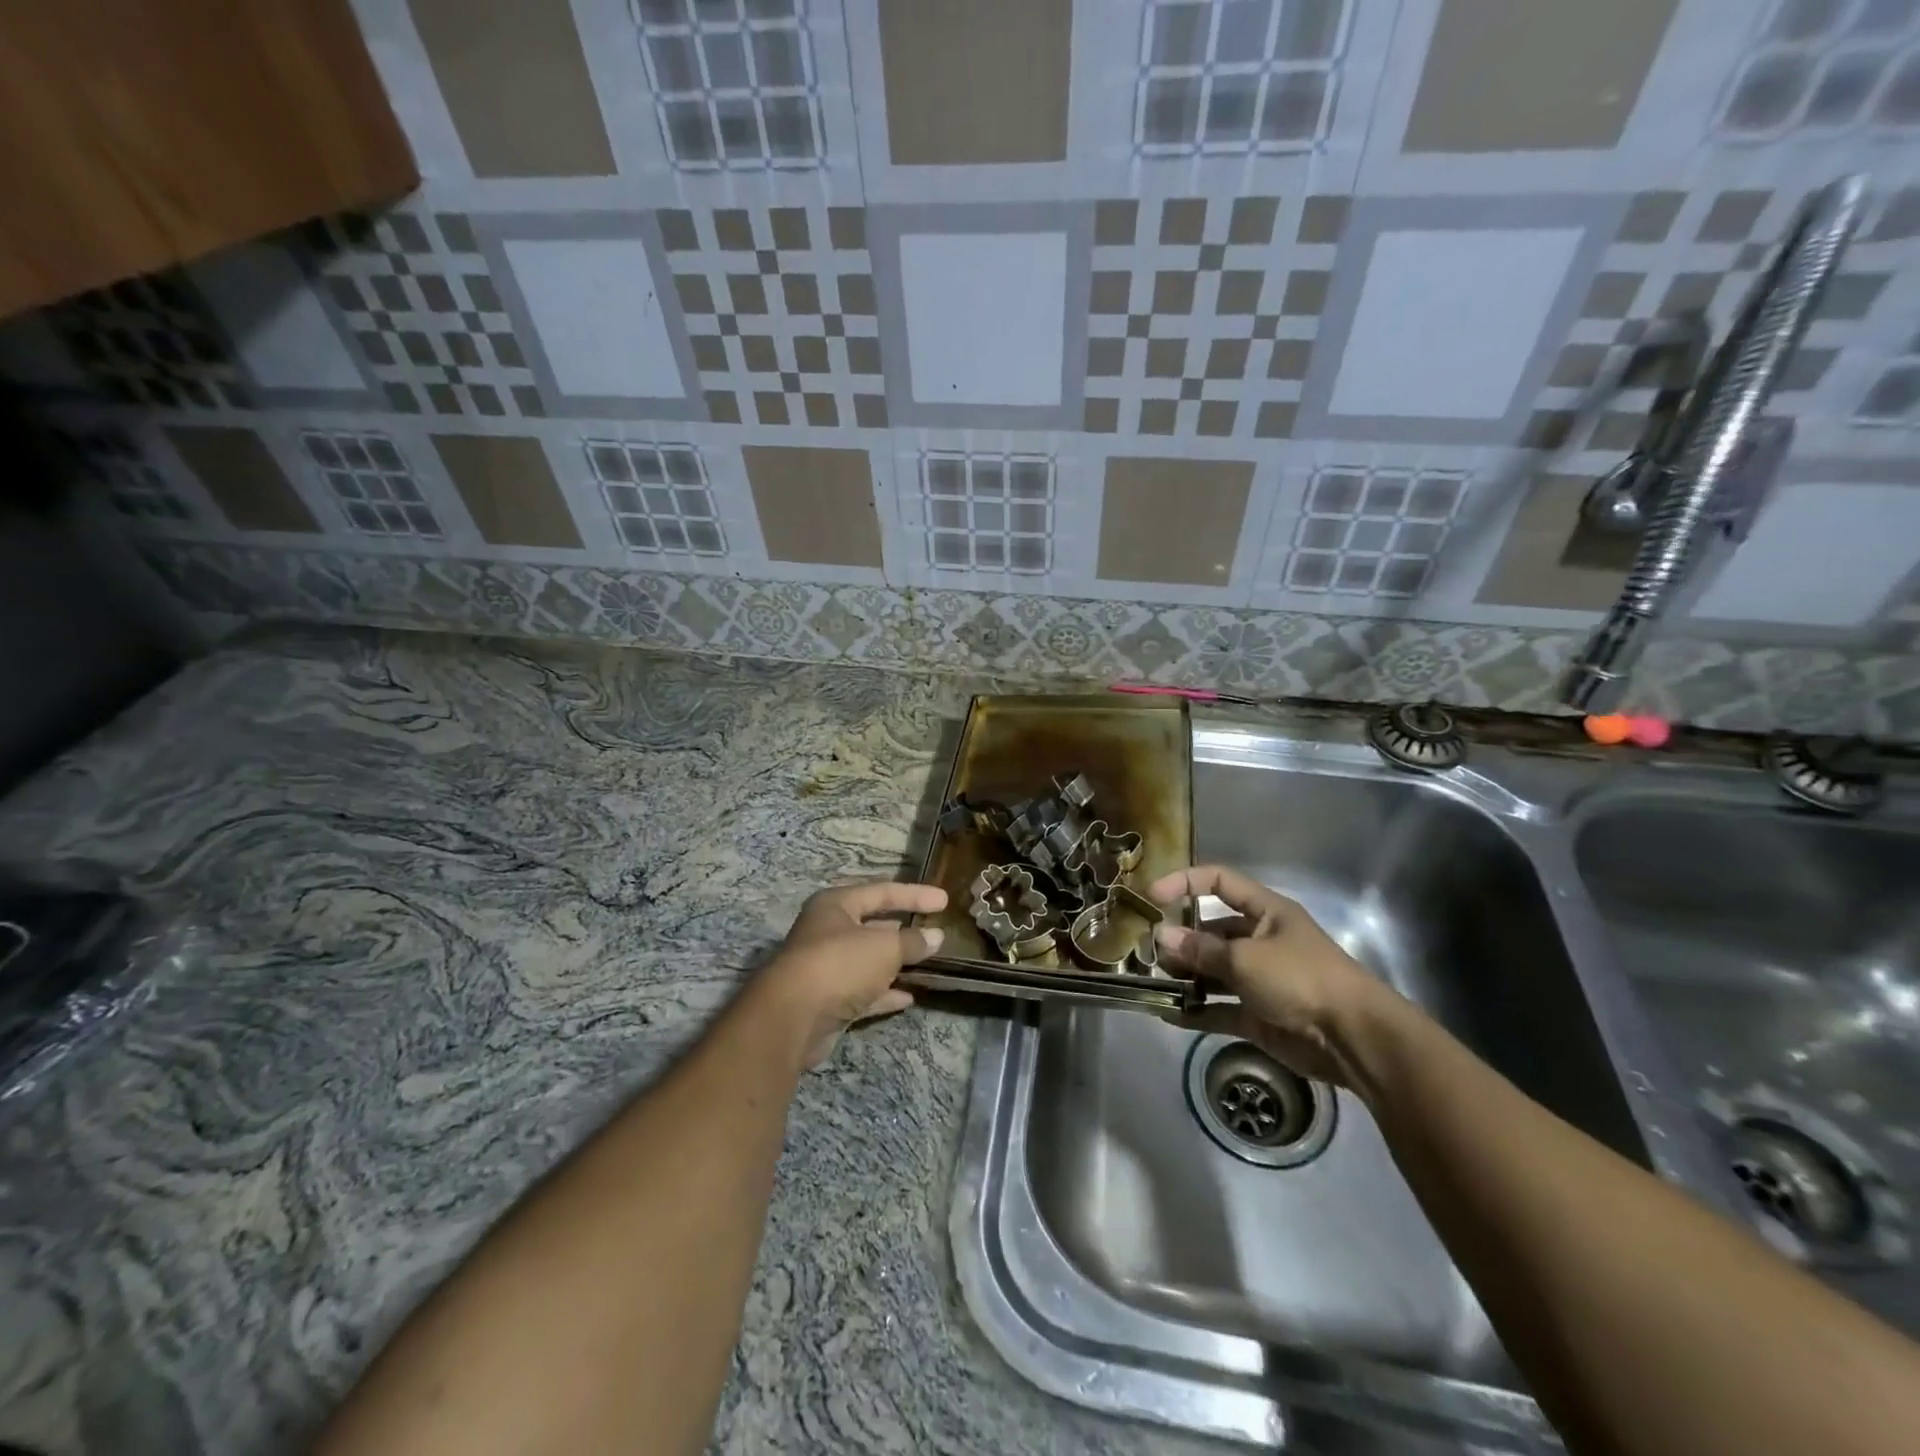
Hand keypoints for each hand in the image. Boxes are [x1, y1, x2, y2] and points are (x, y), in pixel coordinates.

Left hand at [755, 880, 946, 1069]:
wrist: (792, 1018)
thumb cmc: (839, 964)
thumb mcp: (884, 947)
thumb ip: (912, 941)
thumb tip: (935, 936)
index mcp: (835, 905)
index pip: (882, 892)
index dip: (914, 894)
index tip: (944, 900)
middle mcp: (827, 932)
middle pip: (871, 926)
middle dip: (902, 929)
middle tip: (933, 931)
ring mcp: (825, 968)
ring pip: (868, 961)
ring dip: (895, 963)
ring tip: (926, 963)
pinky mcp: (827, 1002)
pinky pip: (863, 992)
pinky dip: (884, 993)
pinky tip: (908, 997)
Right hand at [1149, 864, 1395, 1088]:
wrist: (1353, 1039)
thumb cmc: (1300, 979)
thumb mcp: (1245, 958)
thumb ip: (1201, 949)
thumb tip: (1160, 936)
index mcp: (1266, 912)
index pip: (1220, 882)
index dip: (1185, 882)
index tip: (1152, 897)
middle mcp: (1261, 940)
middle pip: (1212, 930)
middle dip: (1181, 938)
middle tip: (1149, 952)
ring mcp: (1259, 979)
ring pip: (1212, 970)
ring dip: (1185, 975)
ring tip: (1153, 981)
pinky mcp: (1257, 1014)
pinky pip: (1218, 1007)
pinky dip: (1195, 1010)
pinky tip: (1166, 1012)